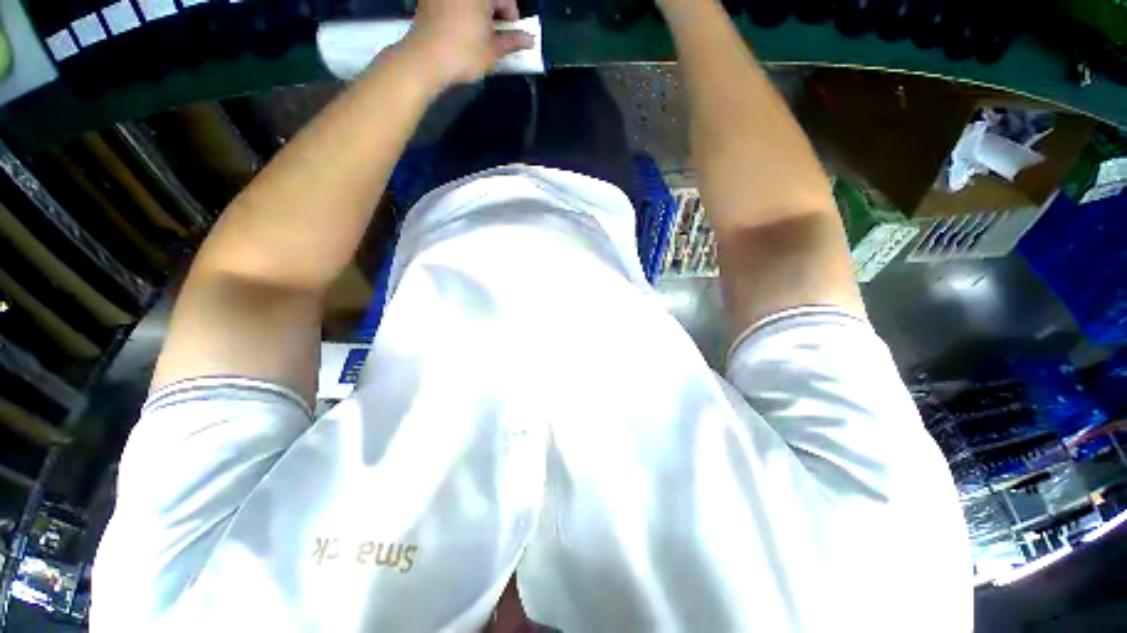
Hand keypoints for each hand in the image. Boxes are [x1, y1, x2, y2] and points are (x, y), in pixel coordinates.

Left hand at [404, 0, 533, 88]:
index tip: (513, 36)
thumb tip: (529, 40)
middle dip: (495, 14)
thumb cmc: (464, 54)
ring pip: (471, 2)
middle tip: (496, 36)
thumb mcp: (492, 51)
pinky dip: (462, 12)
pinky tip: (462, 30)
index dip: (513, 18)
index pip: (506, 0)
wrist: (425, 59)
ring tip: (479, 35)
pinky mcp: (429, 0)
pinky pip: (454, 4)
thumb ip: (512, 42)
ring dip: (479, 13)